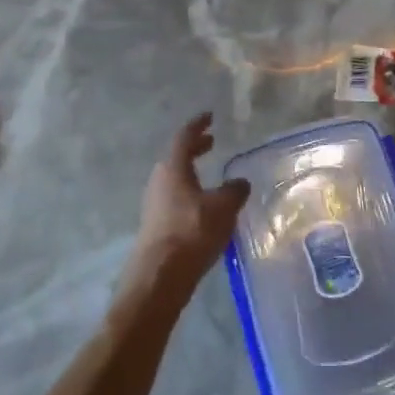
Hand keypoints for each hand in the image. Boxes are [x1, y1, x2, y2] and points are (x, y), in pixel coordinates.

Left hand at [128, 113, 249, 289]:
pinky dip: (190, 194)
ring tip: (212, 177)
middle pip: (177, 157)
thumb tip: (239, 182)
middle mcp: (159, 181)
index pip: (184, 137)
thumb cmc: (192, 232)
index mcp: (173, 168)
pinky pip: (175, 199)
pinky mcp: (156, 226)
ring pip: (175, 180)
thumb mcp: (223, 207)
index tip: (210, 117)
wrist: (159, 277)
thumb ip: (234, 190)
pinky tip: (204, 208)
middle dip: (195, 149)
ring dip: (192, 173)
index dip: (198, 125)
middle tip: (212, 143)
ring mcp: (154, 205)